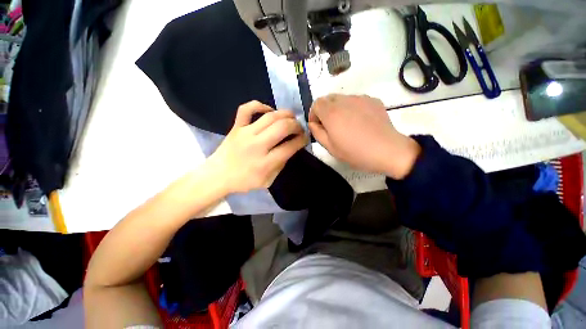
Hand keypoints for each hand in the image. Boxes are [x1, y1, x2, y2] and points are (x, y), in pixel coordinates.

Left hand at [207, 100, 307, 193]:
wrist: (218, 175)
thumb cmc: (244, 181)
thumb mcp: (268, 181)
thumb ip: (281, 165)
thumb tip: (290, 148)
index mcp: (265, 163)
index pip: (290, 146)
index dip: (302, 140)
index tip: (305, 138)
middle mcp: (257, 145)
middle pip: (283, 127)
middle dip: (296, 125)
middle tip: (299, 128)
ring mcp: (245, 133)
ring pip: (270, 116)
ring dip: (285, 114)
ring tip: (291, 117)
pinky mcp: (236, 127)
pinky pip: (247, 109)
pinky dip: (260, 105)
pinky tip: (269, 110)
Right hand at [309, 94, 419, 178]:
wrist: (387, 151)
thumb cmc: (355, 152)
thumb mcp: (330, 147)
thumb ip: (317, 133)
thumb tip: (312, 123)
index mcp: (331, 113)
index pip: (316, 103)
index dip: (313, 114)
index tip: (317, 126)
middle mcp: (344, 101)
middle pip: (328, 98)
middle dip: (324, 110)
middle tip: (330, 126)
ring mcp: (360, 98)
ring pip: (342, 99)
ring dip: (338, 109)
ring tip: (346, 124)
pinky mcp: (372, 100)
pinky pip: (356, 101)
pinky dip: (351, 108)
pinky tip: (359, 122)